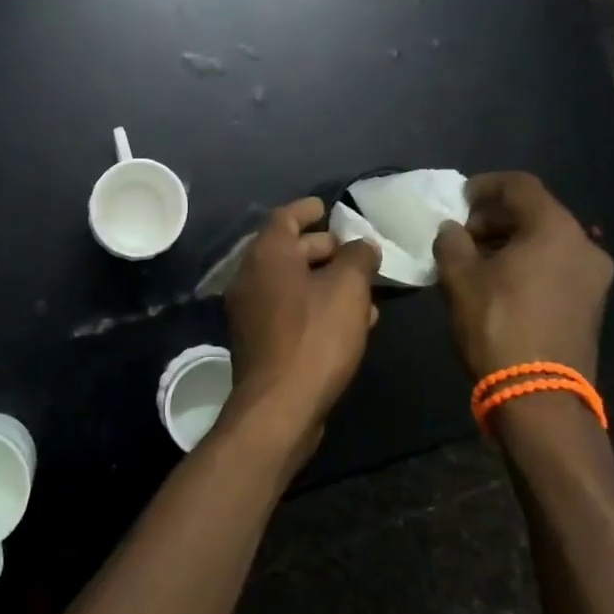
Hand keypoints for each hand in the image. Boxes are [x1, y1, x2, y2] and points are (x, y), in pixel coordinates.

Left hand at [221, 197, 379, 455]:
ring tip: (363, 289)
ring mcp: (250, 310)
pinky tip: (350, 322)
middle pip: (288, 249)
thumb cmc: (315, 336)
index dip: (307, 209)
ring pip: (292, 283)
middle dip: (323, 248)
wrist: (279, 407)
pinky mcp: (259, 340)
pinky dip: (316, 306)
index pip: (285, 216)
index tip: (327, 207)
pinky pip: (290, 310)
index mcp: (267, 254)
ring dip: (325, 281)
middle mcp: (251, 276)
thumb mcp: (348, 289)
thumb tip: (362, 245)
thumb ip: (358, 258)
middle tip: (354, 252)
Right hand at [433, 172, 613, 382]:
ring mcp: (594, 277)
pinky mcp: (592, 304)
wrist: (540, 399)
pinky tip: (499, 282)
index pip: (519, 185)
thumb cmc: (497, 325)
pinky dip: (529, 262)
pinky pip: (557, 265)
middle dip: (495, 216)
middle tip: (462, 233)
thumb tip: (452, 230)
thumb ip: (451, 241)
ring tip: (476, 259)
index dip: (485, 185)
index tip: (458, 200)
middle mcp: (584, 245)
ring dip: (511, 241)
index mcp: (555, 229)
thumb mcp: (460, 277)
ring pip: (547, 240)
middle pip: (536, 211)